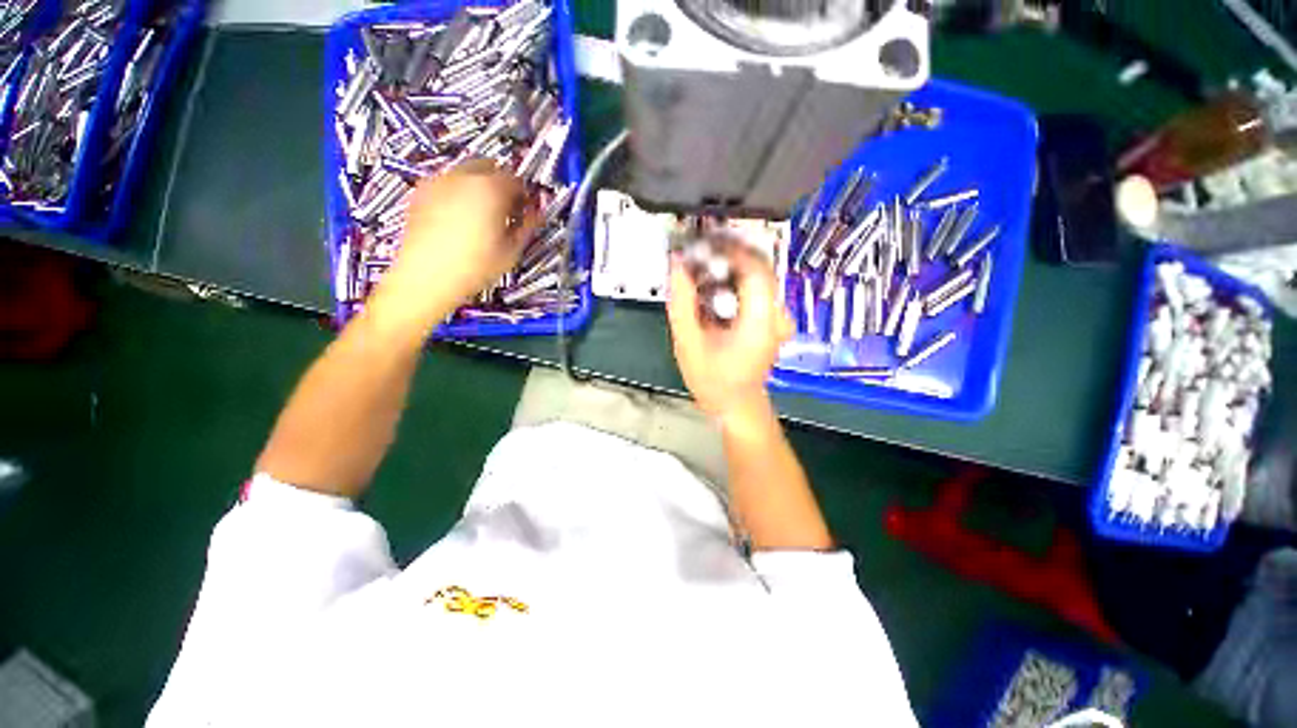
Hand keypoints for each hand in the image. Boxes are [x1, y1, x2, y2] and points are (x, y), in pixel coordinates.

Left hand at [370, 160, 538, 332]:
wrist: (426, 277)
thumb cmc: (475, 266)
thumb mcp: (511, 250)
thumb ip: (528, 225)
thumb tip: (537, 213)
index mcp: (490, 189)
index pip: (516, 179)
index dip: (524, 194)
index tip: (526, 209)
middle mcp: (463, 176)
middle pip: (489, 166)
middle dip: (501, 183)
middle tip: (506, 210)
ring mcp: (438, 181)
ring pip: (466, 173)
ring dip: (479, 186)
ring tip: (482, 215)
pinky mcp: (421, 191)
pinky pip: (447, 183)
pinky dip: (458, 192)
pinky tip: (459, 218)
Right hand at [666, 245, 793, 428]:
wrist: (735, 404)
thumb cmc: (713, 380)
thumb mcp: (688, 342)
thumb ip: (682, 302)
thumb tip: (677, 265)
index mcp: (760, 322)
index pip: (754, 268)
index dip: (729, 249)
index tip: (703, 244)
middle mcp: (777, 316)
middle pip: (759, 266)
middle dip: (728, 254)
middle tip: (699, 252)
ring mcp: (778, 318)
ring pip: (758, 275)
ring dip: (731, 266)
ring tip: (703, 268)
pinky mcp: (773, 319)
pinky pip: (757, 288)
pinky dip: (736, 281)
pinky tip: (715, 287)